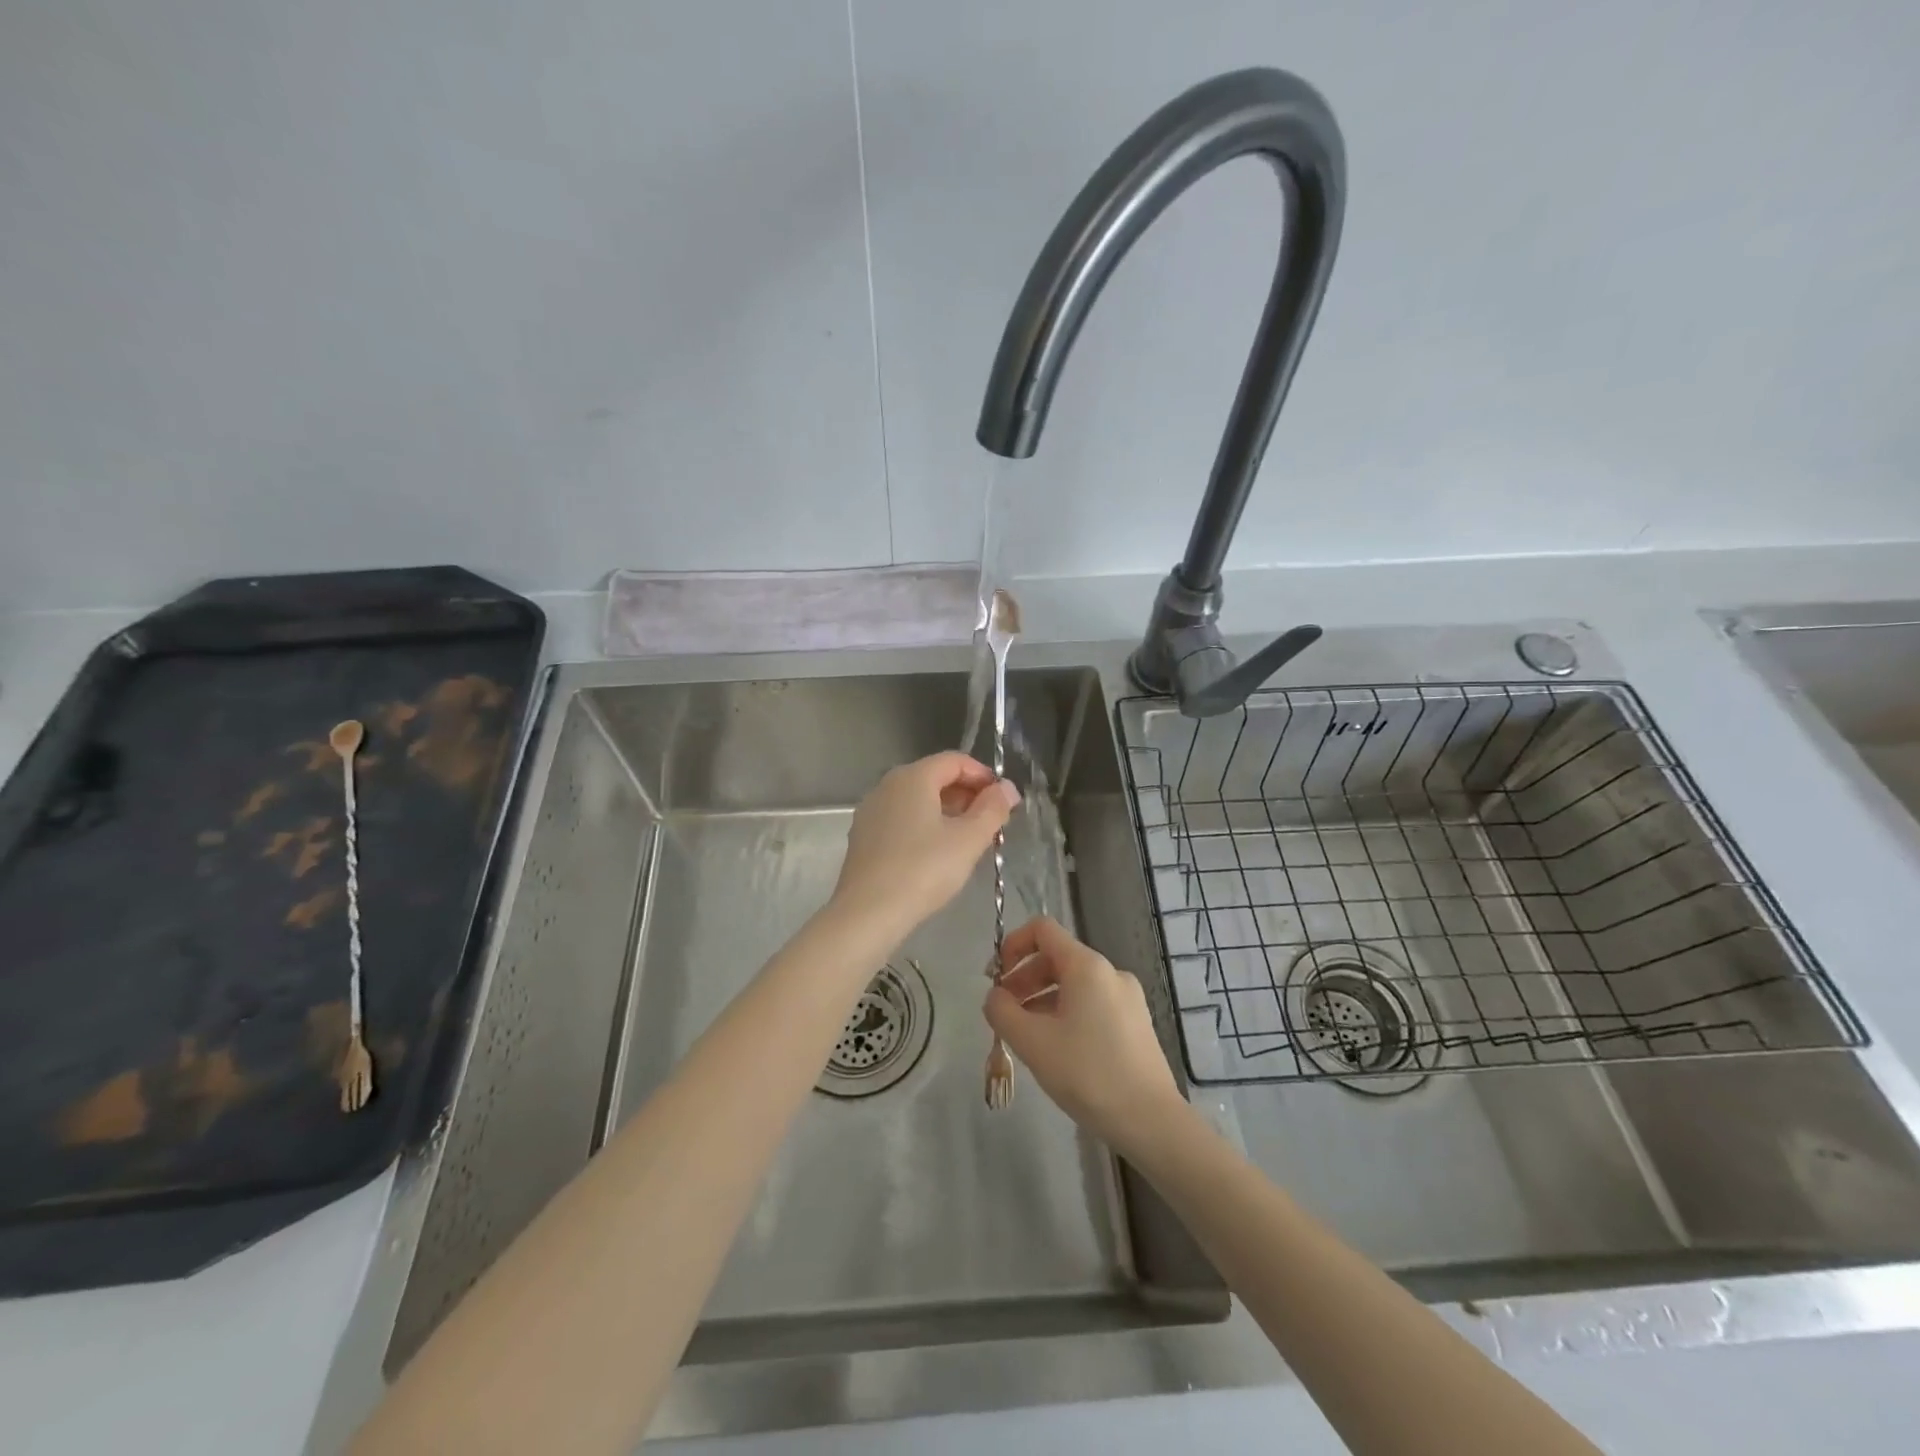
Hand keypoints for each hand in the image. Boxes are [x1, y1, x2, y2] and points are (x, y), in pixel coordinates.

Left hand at [831, 751, 1018, 947]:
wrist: (867, 914)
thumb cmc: (923, 870)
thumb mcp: (969, 840)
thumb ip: (993, 809)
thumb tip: (1007, 788)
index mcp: (913, 777)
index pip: (955, 760)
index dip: (983, 775)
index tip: (1003, 800)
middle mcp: (887, 785)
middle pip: (934, 777)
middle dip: (966, 794)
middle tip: (990, 821)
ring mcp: (871, 810)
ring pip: (917, 799)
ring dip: (946, 811)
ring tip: (968, 839)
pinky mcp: (864, 836)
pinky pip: (901, 818)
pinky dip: (924, 825)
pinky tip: (936, 853)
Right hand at [985, 917, 1186, 1152]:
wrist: (1150, 1121)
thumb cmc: (1087, 1074)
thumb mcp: (1032, 1042)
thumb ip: (1002, 1012)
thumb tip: (994, 997)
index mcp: (1087, 966)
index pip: (1042, 929)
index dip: (1012, 944)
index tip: (995, 977)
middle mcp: (1110, 972)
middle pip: (1057, 957)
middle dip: (1024, 979)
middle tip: (1004, 1013)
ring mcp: (1127, 998)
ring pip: (1073, 984)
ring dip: (1042, 1000)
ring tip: (1025, 1035)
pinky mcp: (1135, 1023)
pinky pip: (1091, 1004)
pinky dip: (1065, 1013)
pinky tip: (1056, 1049)